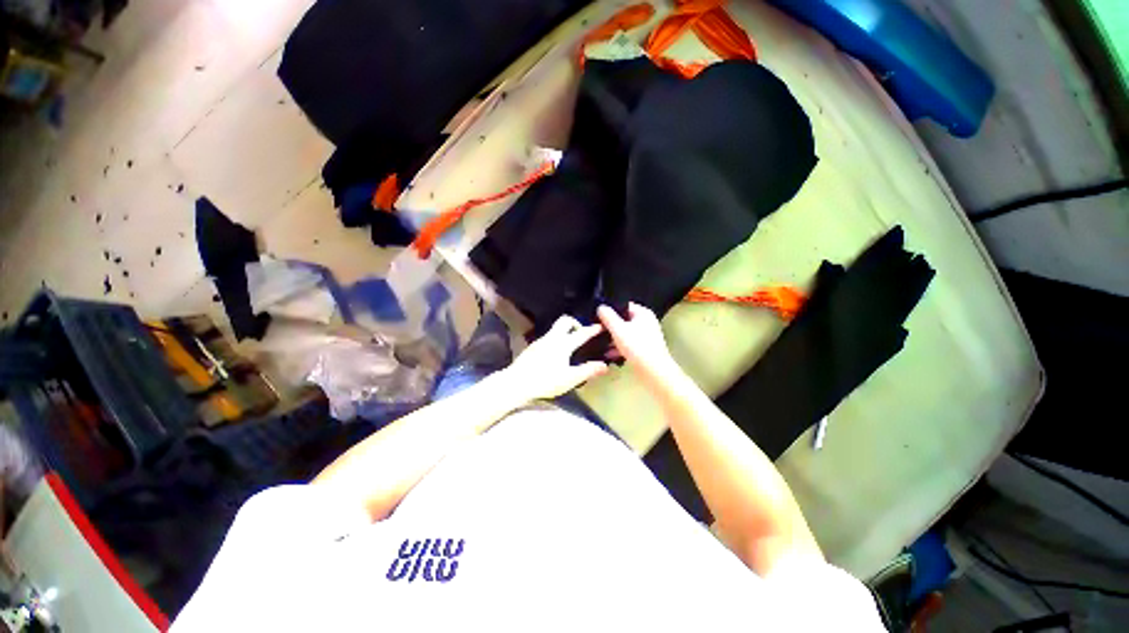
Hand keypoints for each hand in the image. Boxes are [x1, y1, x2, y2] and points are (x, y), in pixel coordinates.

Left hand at [504, 316, 608, 400]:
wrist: (516, 383)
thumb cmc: (546, 380)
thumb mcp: (570, 378)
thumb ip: (588, 370)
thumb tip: (605, 365)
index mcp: (563, 343)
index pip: (581, 333)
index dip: (592, 329)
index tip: (600, 326)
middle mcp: (552, 338)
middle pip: (565, 321)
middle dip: (575, 323)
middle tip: (581, 333)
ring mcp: (540, 341)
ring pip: (555, 329)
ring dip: (564, 332)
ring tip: (570, 343)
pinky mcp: (532, 347)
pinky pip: (548, 337)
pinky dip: (555, 339)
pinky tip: (555, 352)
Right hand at [597, 303, 680, 385]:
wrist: (654, 371)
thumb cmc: (636, 346)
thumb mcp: (618, 329)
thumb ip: (608, 317)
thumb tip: (601, 307)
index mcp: (643, 313)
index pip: (624, 306)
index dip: (610, 310)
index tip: (598, 317)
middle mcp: (647, 322)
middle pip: (624, 320)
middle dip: (610, 327)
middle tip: (597, 331)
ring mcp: (647, 336)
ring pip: (626, 333)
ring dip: (613, 339)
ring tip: (600, 345)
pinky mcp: (645, 349)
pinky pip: (629, 344)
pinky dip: (620, 348)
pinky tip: (608, 355)